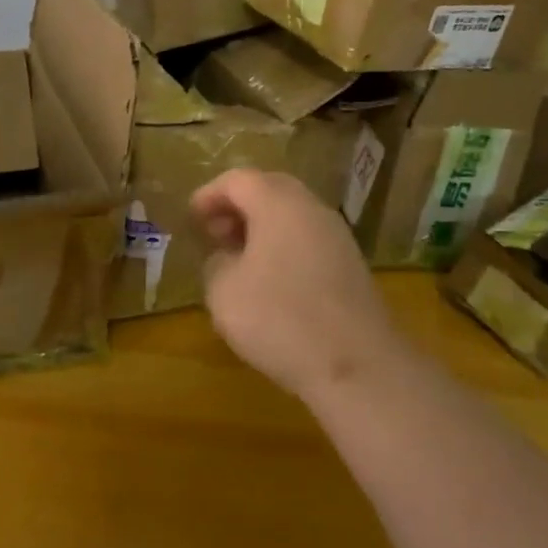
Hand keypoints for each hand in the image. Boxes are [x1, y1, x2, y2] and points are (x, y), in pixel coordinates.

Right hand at [192, 169, 401, 403]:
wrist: (358, 367)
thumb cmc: (281, 319)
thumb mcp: (224, 292)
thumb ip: (216, 264)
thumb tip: (226, 258)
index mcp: (277, 203)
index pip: (237, 180)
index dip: (209, 195)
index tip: (190, 218)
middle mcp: (310, 207)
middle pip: (268, 189)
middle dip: (237, 206)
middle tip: (214, 233)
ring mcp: (337, 234)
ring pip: (292, 214)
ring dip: (262, 227)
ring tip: (239, 259)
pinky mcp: (351, 264)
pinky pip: (308, 238)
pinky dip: (284, 246)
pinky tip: (271, 280)